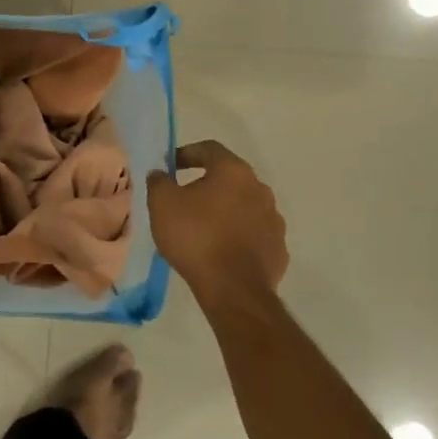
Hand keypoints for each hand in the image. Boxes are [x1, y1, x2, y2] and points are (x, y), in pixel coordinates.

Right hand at [147, 140, 288, 294]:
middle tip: (184, 198)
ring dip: (224, 210)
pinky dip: (238, 235)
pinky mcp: (278, 248)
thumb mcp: (162, 204)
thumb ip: (159, 181)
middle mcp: (260, 189)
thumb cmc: (195, 237)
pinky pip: (254, 233)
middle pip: (230, 178)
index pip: (209, 149)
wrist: (233, 289)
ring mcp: (274, 219)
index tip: (169, 167)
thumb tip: (160, 174)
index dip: (186, 153)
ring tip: (202, 227)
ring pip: (244, 206)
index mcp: (233, 172)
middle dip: (207, 184)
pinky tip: (221, 250)